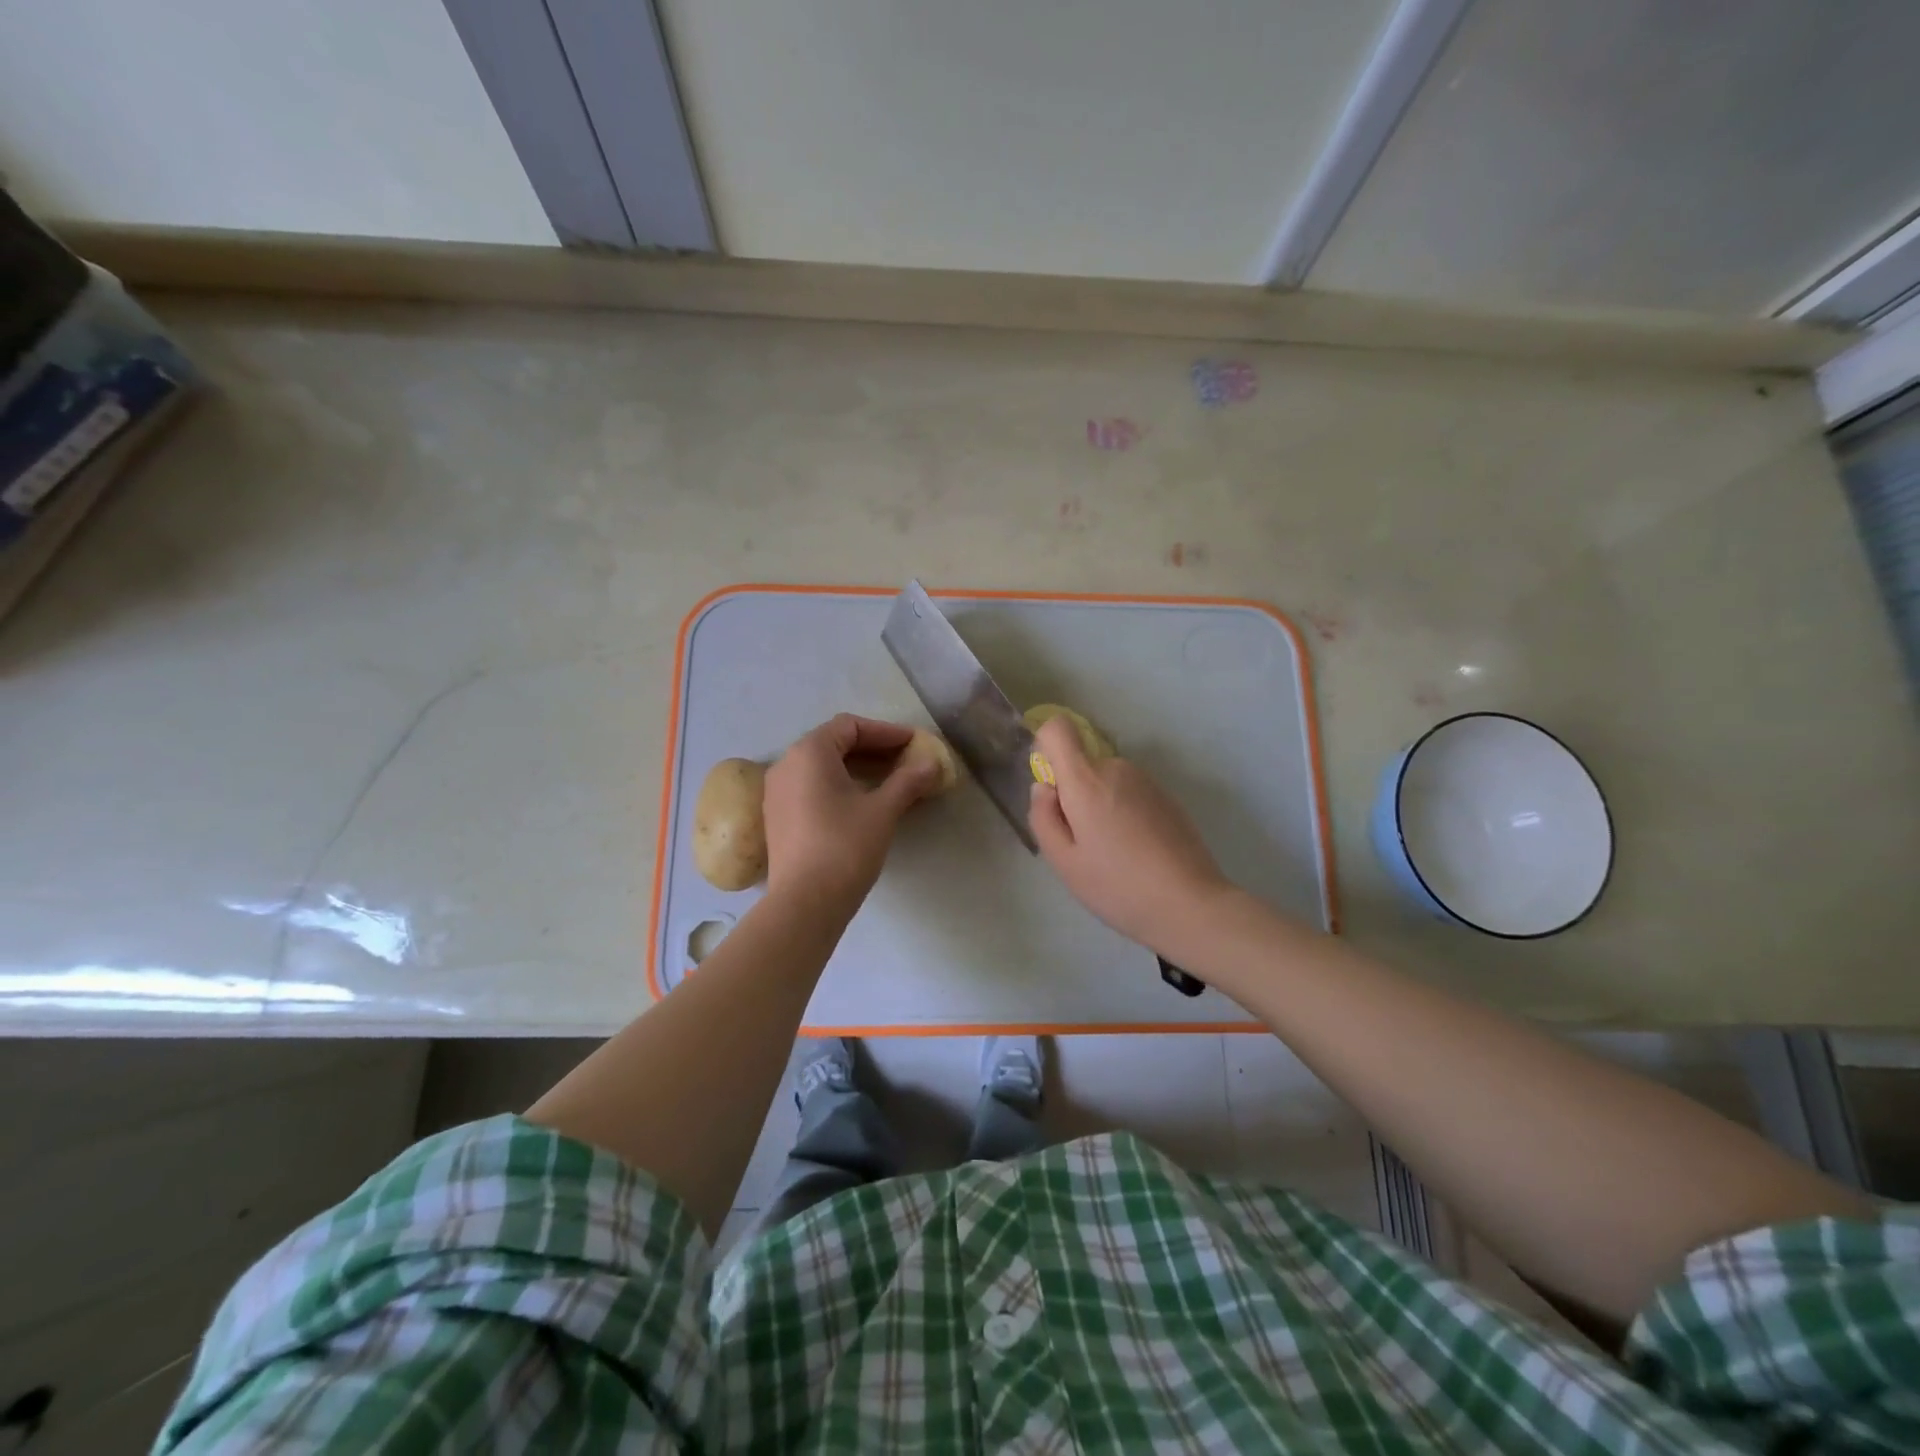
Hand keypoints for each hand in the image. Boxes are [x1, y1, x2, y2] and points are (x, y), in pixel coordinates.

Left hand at [763, 714, 939, 905]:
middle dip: (873, 749)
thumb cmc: (845, 847)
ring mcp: (777, 792)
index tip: (913, 744)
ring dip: (857, 768)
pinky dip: (839, 785)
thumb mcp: (883, 810)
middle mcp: (787, 764)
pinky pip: (811, 787)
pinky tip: (862, 803)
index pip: (850, 726)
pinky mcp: (778, 817)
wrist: (804, 903)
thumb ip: (908, 781)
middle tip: (906, 760)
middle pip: (834, 743)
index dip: (885, 732)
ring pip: (822, 767)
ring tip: (890, 781)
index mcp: (809, 753)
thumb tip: (932, 763)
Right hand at [1028, 716, 1232, 957]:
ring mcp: (1147, 781)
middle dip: (1075, 794)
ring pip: (1107, 781)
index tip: (1053, 790)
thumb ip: (1043, 817)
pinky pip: (1131, 793)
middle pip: (1082, 764)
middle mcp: (1117, 769)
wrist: (1190, 904)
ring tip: (1114, 853)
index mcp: (1087, 781)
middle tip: (1085, 843)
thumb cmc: (1117, 886)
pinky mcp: (1168, 797)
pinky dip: (1125, 813)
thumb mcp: (1064, 862)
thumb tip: (1043, 788)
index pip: (1058, 729)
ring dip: (1101, 805)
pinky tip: (1138, 853)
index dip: (1046, 749)